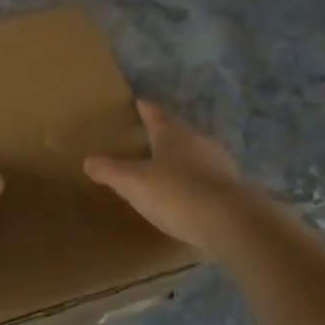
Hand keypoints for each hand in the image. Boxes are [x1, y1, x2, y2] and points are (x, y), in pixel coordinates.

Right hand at [84, 101, 269, 259]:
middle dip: (168, 132)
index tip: (141, 101)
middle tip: (154, 135)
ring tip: (174, 165)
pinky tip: (194, 193)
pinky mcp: (236, 188)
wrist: (231, 223)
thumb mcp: (133, 183)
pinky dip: (201, 180)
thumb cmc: (176, 193)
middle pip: (181, 131)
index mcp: (173, 134)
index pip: (157, 115)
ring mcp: (222, 164)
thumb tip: (88, 160)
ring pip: (199, 153)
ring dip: (187, 156)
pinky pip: (212, 177)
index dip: (147, 109)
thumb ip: (110, 171)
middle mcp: (199, 141)